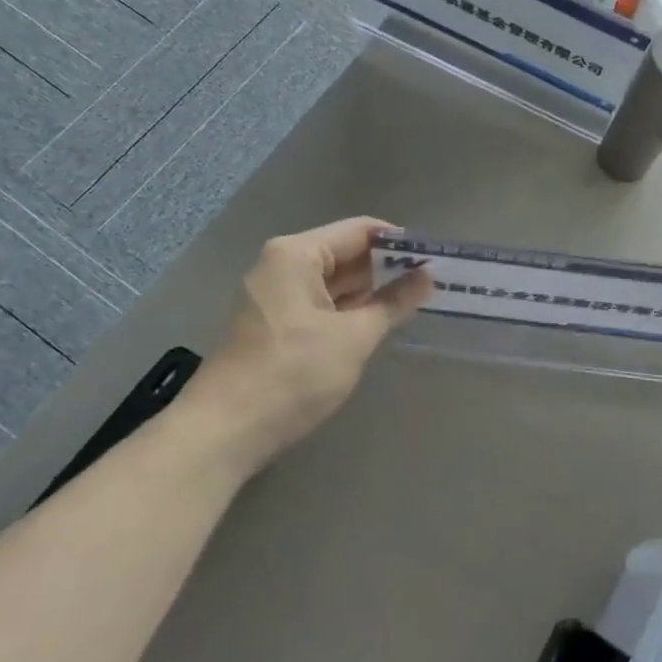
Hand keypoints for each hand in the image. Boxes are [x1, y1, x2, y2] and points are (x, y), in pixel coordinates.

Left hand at [195, 217, 429, 472]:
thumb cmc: (293, 373)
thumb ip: (393, 303)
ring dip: (370, 290)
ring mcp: (275, 294)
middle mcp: (282, 264)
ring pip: (334, 281)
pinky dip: (349, 309)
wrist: (225, 431)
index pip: (360, 231)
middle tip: (433, 280)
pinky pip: (320, 303)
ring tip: (417, 298)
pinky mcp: (274, 323)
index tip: (435, 257)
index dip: (400, 242)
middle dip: (387, 267)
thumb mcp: (353, 338)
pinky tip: (380, 320)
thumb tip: (426, 277)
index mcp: (297, 254)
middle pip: (345, 253)